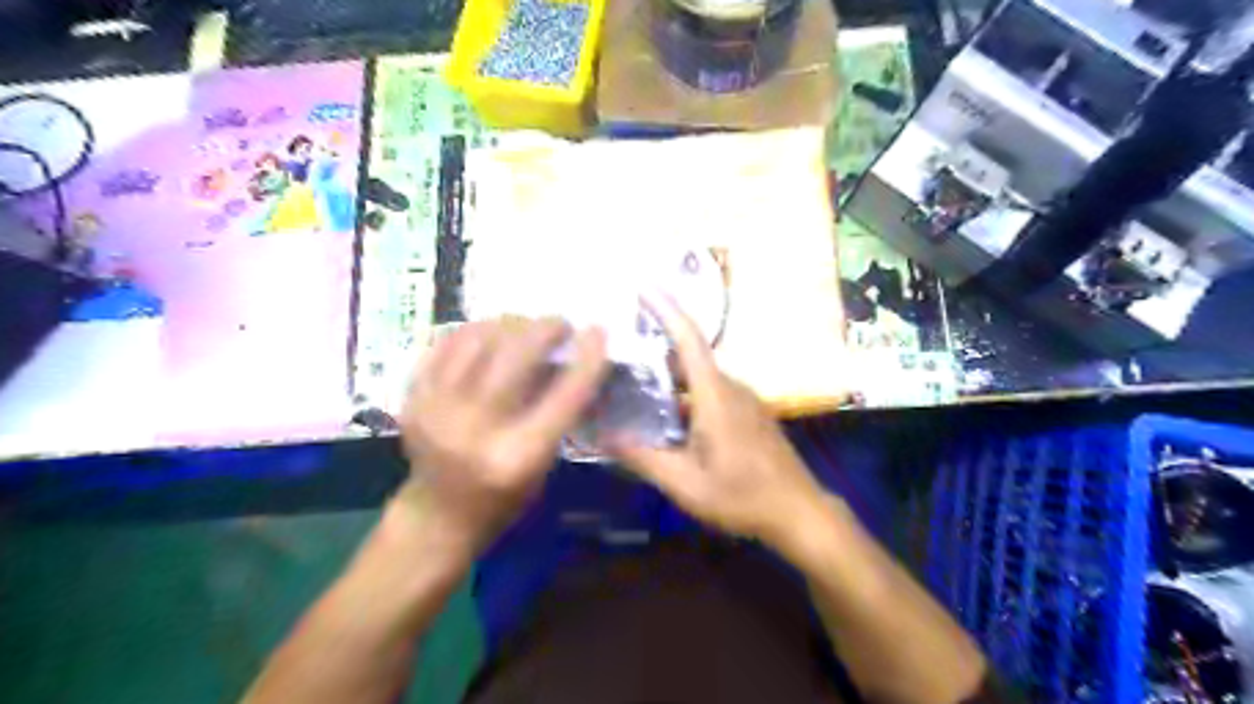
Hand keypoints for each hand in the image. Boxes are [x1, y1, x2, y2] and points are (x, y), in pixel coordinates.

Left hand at [393, 318, 604, 555]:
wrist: (437, 516)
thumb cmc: (505, 497)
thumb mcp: (544, 463)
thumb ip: (556, 412)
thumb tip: (567, 355)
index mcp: (518, 456)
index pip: (564, 396)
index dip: (587, 359)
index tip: (597, 331)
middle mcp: (476, 429)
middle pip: (516, 356)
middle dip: (545, 329)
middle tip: (560, 324)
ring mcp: (437, 409)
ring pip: (479, 339)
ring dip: (510, 324)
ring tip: (525, 327)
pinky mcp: (412, 398)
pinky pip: (445, 343)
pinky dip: (474, 331)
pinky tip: (491, 334)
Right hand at [613, 294, 829, 552]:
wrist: (799, 513)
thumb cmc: (743, 497)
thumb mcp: (687, 484)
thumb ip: (644, 458)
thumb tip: (603, 436)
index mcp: (715, 395)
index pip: (688, 340)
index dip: (666, 309)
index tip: (643, 286)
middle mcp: (730, 387)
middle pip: (687, 356)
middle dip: (653, 347)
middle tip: (615, 349)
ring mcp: (742, 399)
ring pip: (696, 378)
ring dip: (666, 377)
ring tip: (629, 383)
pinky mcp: (747, 413)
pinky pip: (708, 393)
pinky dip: (681, 395)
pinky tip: (662, 415)